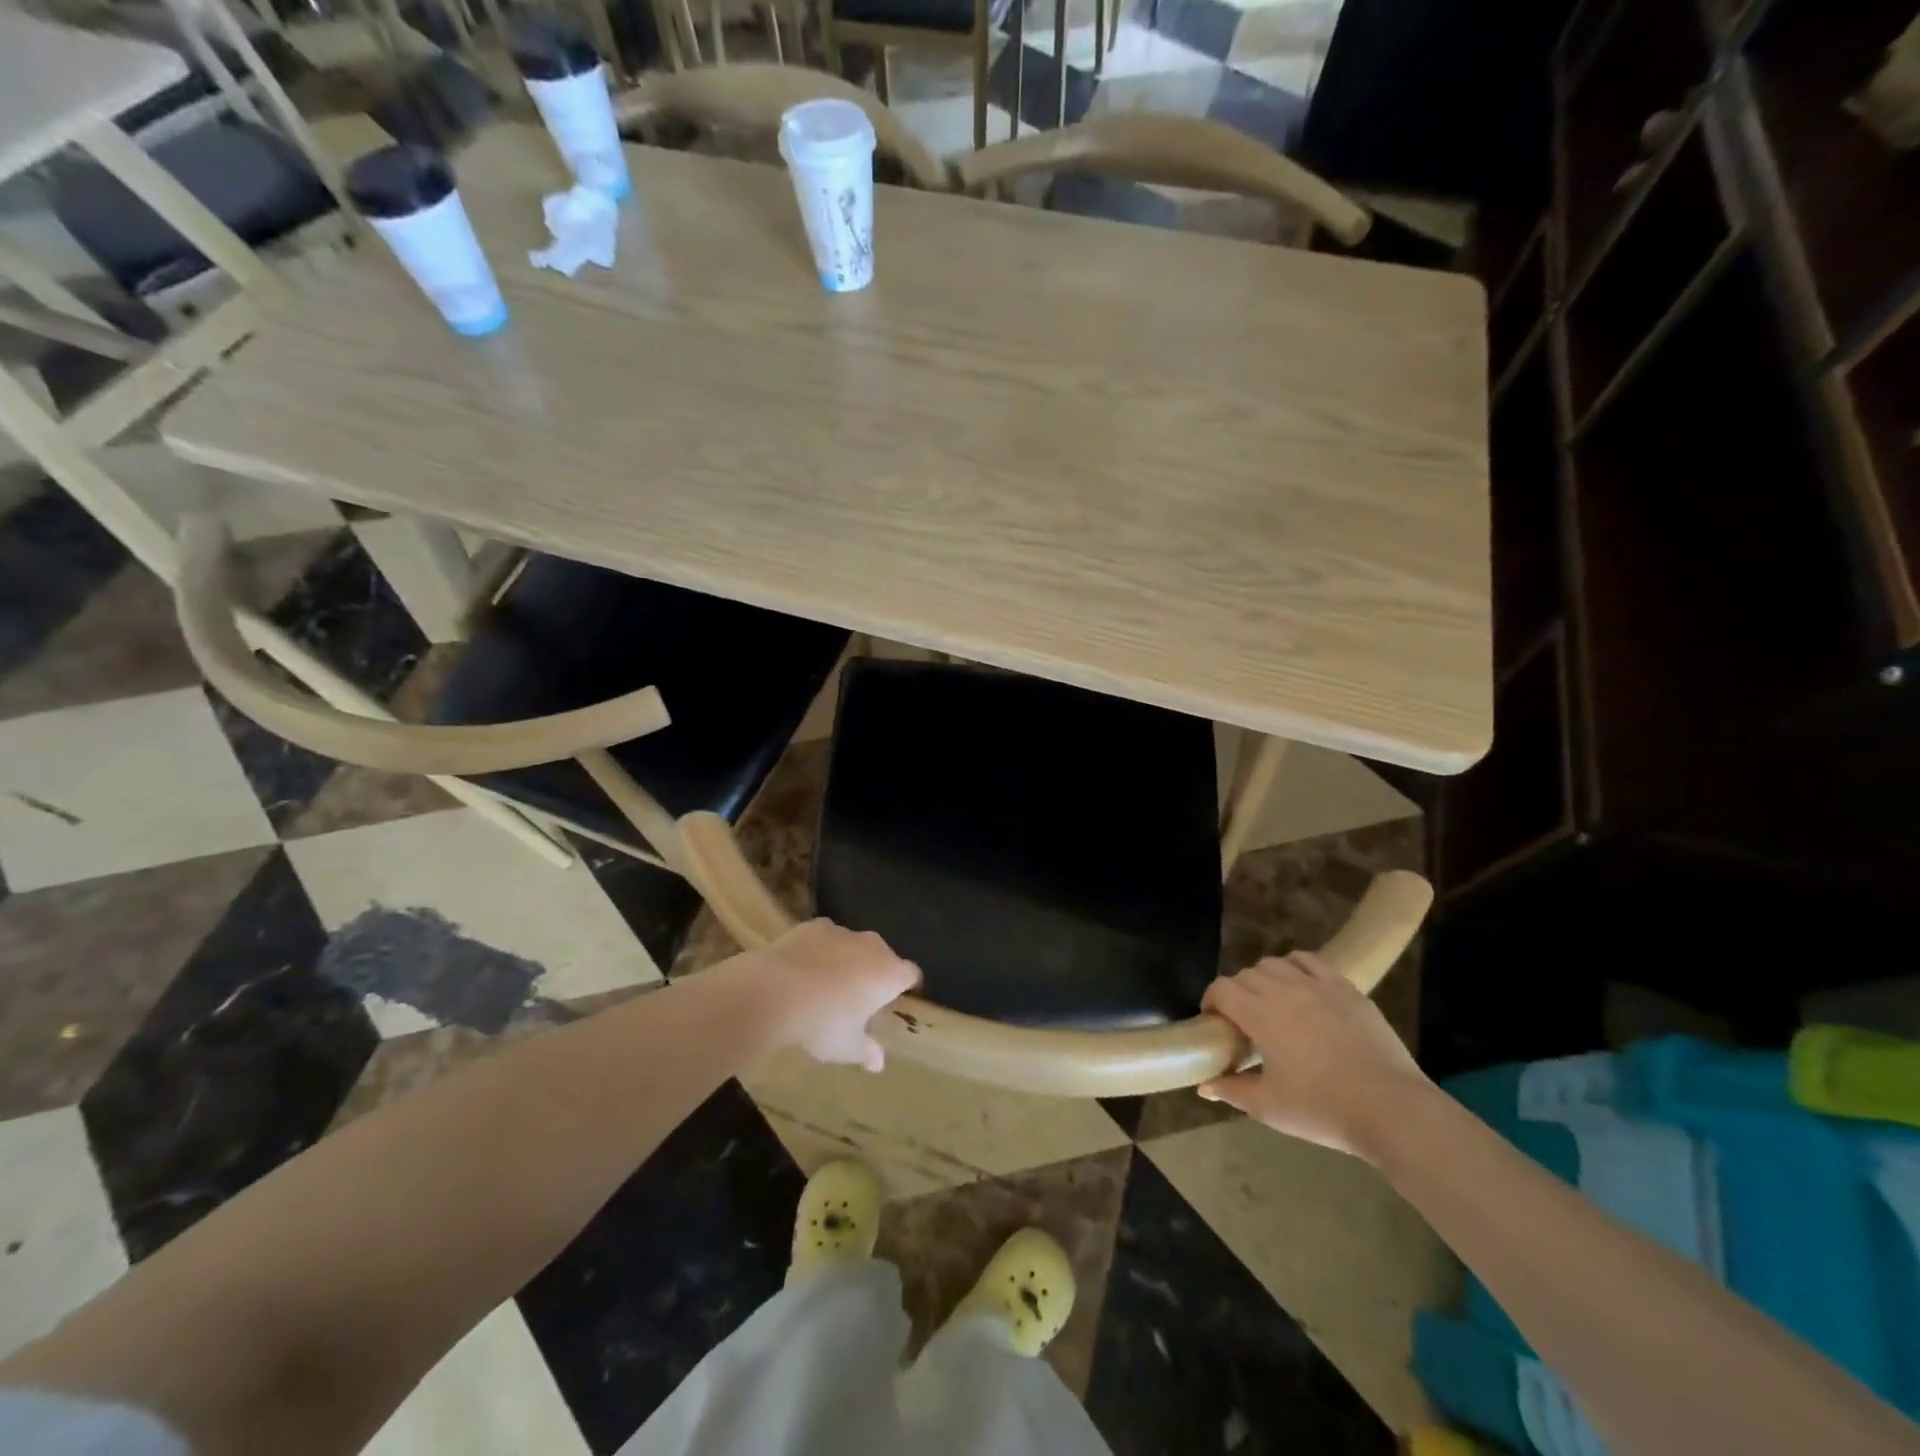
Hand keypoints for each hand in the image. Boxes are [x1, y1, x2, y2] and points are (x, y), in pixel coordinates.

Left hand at [741, 919, 920, 1071]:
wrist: (776, 990)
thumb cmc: (823, 1023)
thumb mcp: (846, 1047)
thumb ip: (867, 1052)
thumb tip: (878, 1064)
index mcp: (890, 974)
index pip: (912, 974)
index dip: (908, 986)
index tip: (898, 1000)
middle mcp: (873, 947)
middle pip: (884, 956)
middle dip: (876, 972)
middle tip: (860, 998)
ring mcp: (843, 932)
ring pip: (854, 945)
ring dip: (848, 959)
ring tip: (828, 983)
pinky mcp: (815, 925)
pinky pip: (826, 938)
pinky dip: (821, 950)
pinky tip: (804, 968)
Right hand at [1198, 951, 1429, 1159]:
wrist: (1391, 1109)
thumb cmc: (1322, 1109)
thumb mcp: (1269, 1107)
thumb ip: (1232, 1090)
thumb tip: (1204, 1086)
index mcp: (1260, 1014)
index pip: (1221, 989)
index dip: (1211, 1001)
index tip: (1214, 1022)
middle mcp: (1283, 990)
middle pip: (1246, 975)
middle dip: (1236, 992)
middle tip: (1243, 1021)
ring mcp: (1317, 985)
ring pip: (1275, 964)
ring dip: (1264, 978)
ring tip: (1271, 1002)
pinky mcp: (1346, 988)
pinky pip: (1310, 961)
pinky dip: (1295, 966)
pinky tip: (1300, 986)